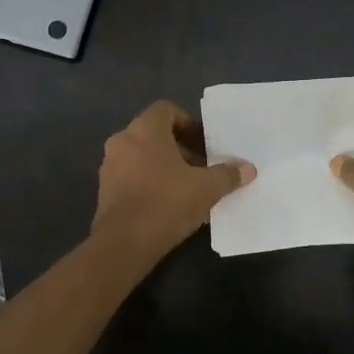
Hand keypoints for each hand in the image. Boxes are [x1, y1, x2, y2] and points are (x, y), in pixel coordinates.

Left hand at [92, 100, 254, 261]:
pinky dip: (150, 182)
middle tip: (202, 167)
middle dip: (181, 148)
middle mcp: (122, 141)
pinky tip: (169, 204)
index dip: (189, 123)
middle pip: (155, 134)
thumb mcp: (207, 188)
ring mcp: (109, 166)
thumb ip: (228, 175)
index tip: (205, 144)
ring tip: (188, 187)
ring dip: (166, 166)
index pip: (167, 110)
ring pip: (143, 156)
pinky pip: (132, 175)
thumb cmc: (167, 203)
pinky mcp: (104, 190)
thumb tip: (248, 169)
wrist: (124, 243)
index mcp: (145, 130)